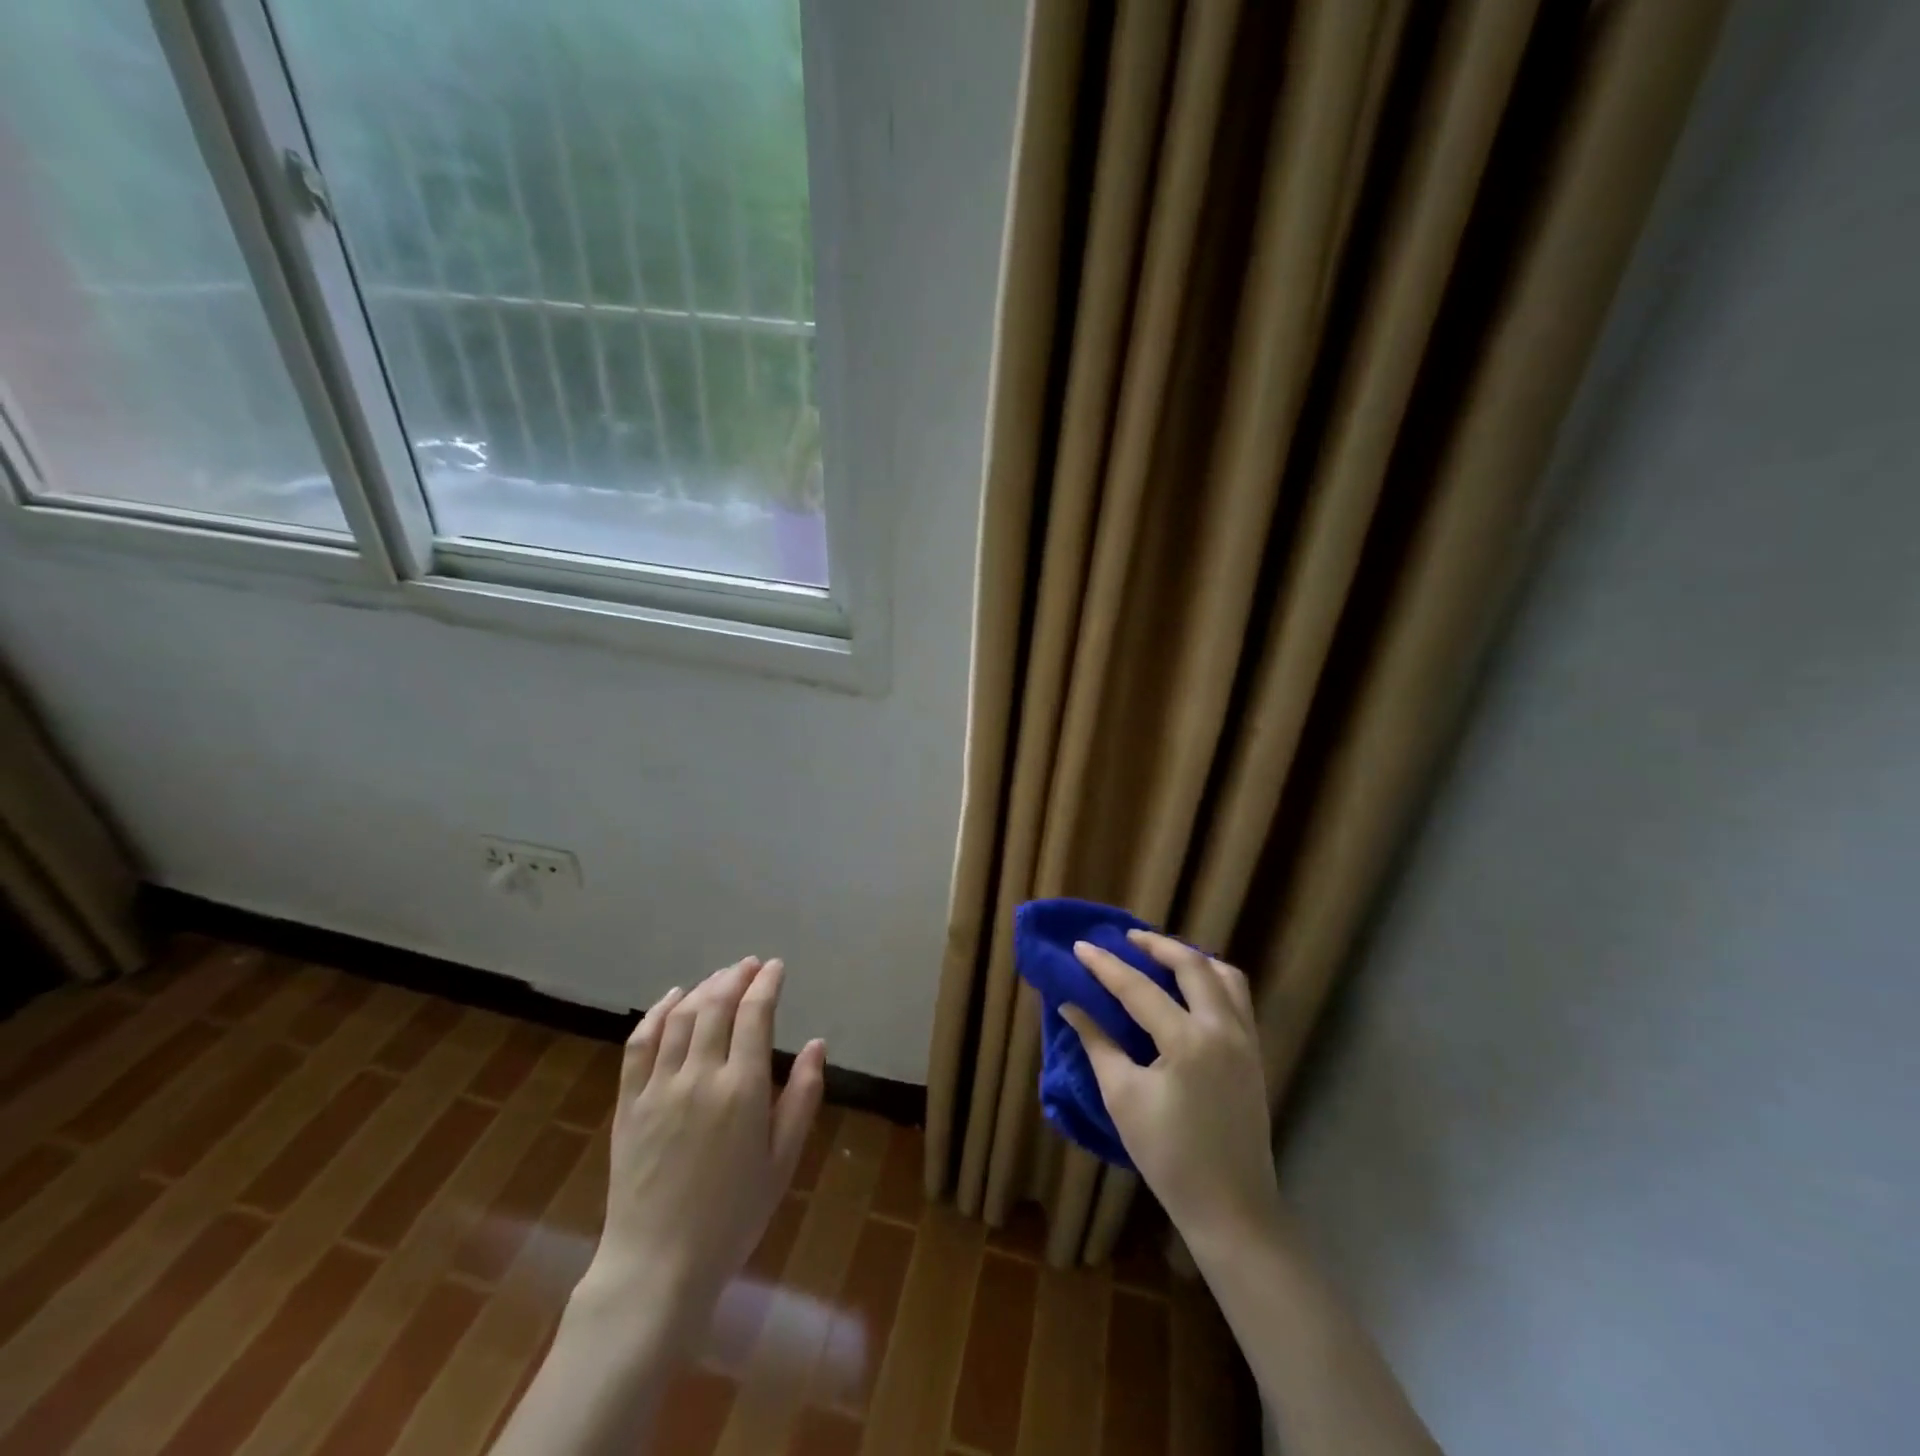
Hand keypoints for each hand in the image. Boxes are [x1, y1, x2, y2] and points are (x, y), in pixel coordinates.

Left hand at [579, 956, 826, 1337]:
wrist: (657, 1266)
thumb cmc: (732, 1217)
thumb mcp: (782, 1161)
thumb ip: (802, 1098)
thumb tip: (817, 1045)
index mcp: (742, 1089)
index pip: (755, 1014)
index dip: (767, 983)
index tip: (776, 967)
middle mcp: (699, 1076)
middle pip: (717, 1005)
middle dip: (736, 977)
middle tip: (751, 965)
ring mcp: (658, 1087)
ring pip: (681, 1017)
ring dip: (704, 988)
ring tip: (721, 977)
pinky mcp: (628, 1103)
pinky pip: (640, 1044)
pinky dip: (658, 1012)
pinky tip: (672, 998)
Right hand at [1062, 931, 1283, 1256]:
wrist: (1232, 1208)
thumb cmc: (1169, 1156)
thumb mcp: (1122, 1098)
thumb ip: (1097, 1043)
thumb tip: (1071, 1005)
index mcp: (1188, 1041)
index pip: (1139, 988)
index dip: (1105, 965)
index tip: (1080, 946)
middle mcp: (1223, 1029)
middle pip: (1192, 965)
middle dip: (1157, 945)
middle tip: (1126, 937)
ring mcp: (1246, 1040)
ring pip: (1224, 976)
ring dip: (1191, 958)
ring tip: (1161, 956)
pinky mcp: (1255, 1054)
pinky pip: (1237, 998)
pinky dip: (1212, 980)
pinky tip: (1190, 989)